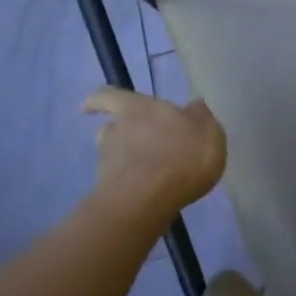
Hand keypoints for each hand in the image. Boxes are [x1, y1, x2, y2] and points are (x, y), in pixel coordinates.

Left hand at [81, 87, 225, 217]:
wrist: (147, 199)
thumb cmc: (182, 156)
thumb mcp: (208, 131)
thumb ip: (200, 118)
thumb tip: (194, 107)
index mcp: (139, 108)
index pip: (109, 96)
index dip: (98, 101)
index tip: (87, 107)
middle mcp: (117, 130)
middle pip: (110, 128)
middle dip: (120, 134)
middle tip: (135, 144)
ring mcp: (108, 162)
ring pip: (112, 155)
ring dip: (124, 160)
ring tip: (145, 173)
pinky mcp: (107, 190)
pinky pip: (119, 183)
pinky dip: (129, 185)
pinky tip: (146, 195)